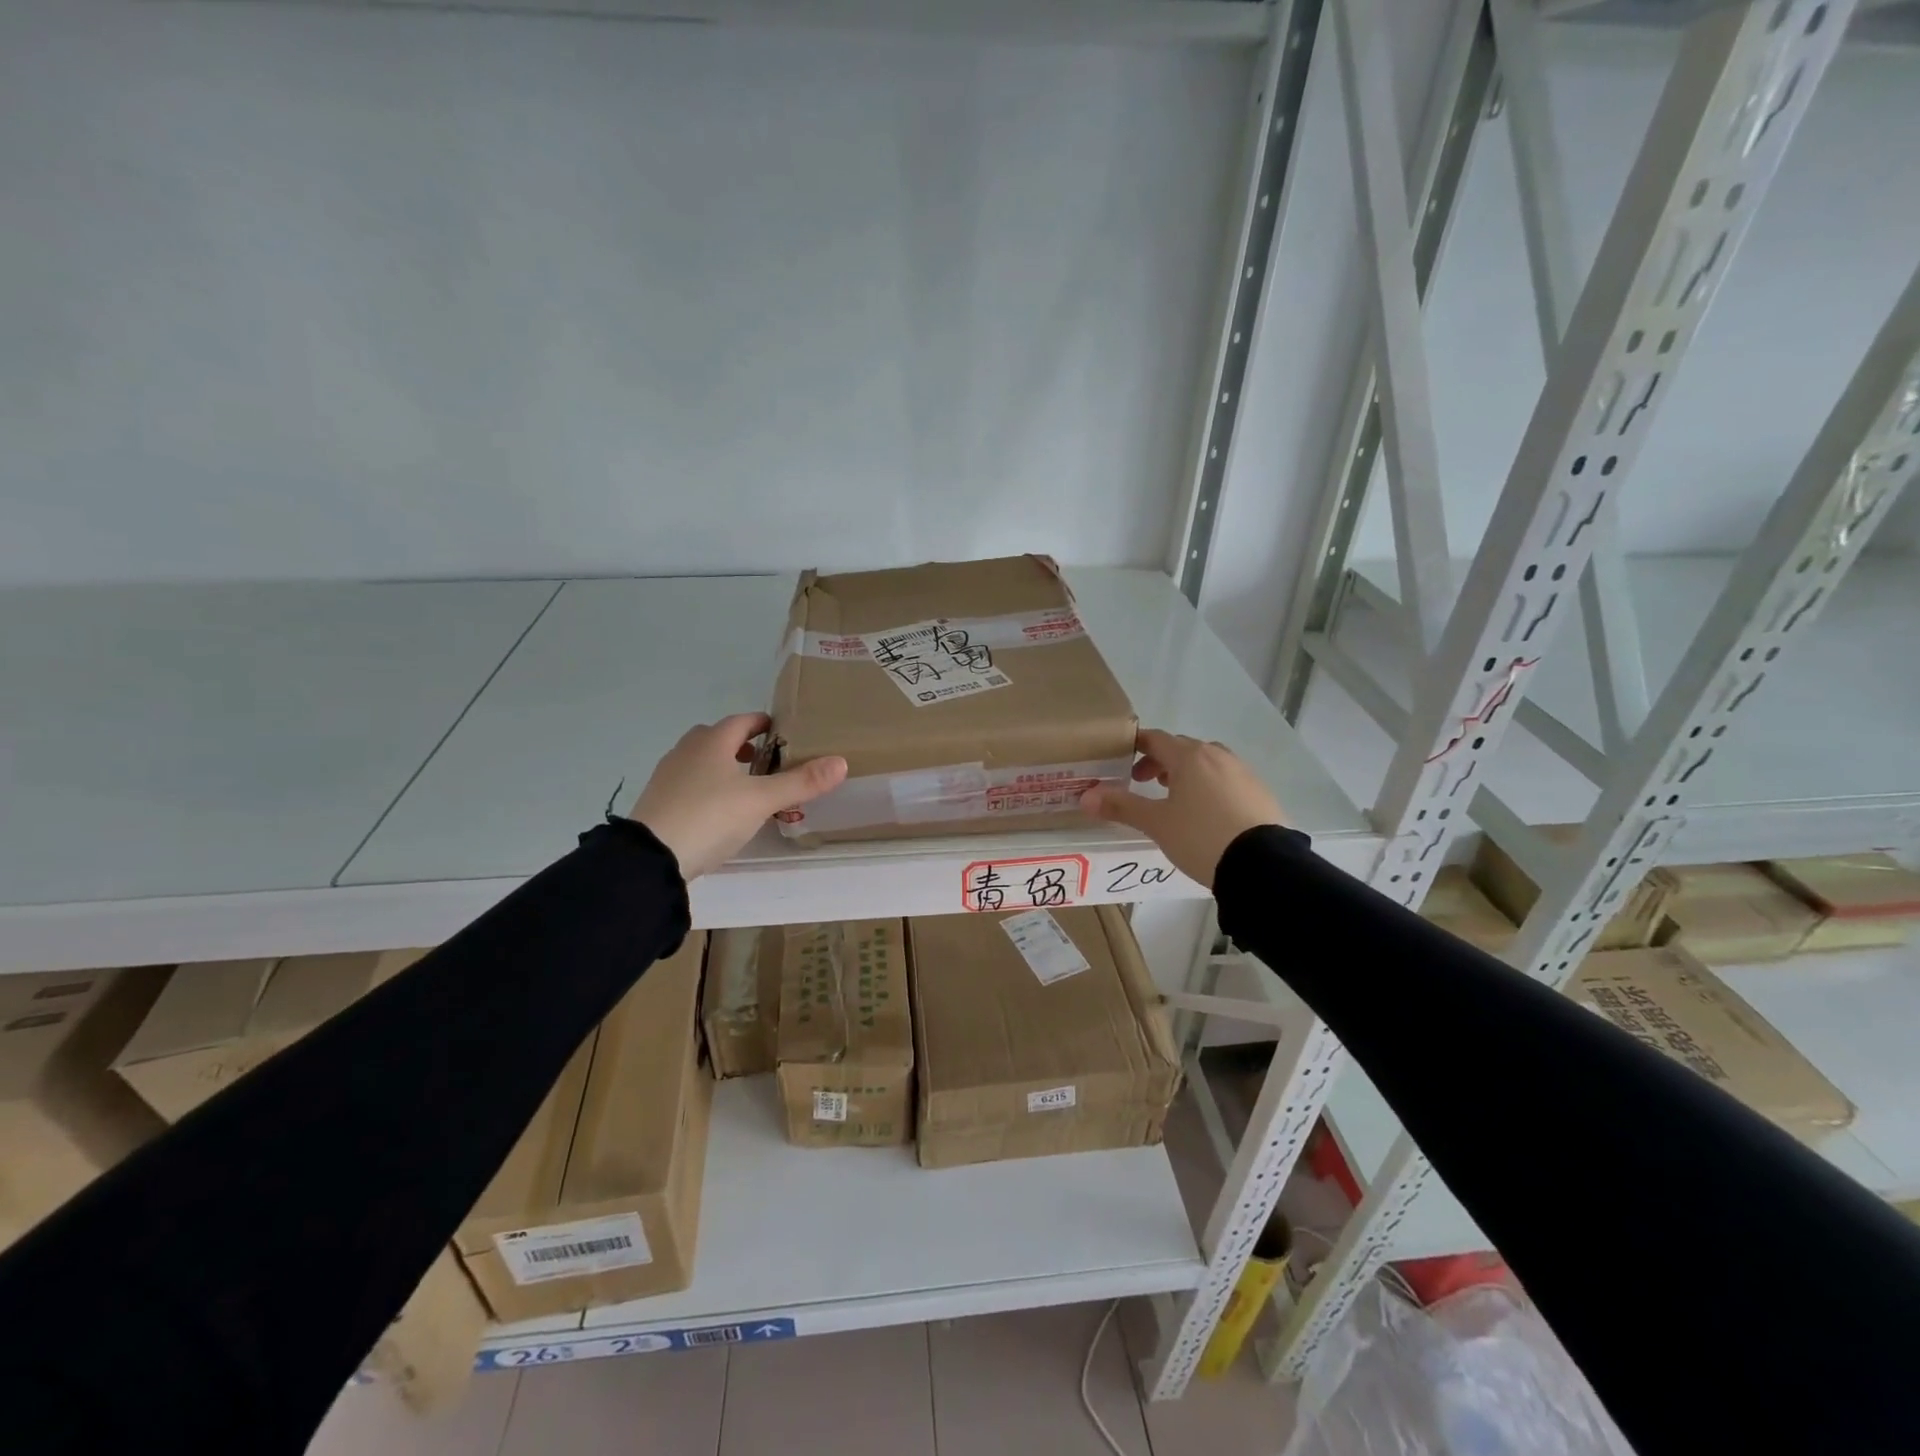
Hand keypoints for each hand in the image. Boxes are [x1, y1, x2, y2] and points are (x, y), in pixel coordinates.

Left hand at [629, 714, 846, 879]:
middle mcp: (687, 751)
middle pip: (718, 738)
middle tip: (766, 760)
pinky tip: (719, 811)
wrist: (651, 857)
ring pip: (701, 761)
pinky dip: (707, 788)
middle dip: (742, 745)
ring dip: (723, 767)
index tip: (782, 732)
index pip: (742, 721)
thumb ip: (801, 782)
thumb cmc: (710, 817)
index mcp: (712, 741)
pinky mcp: (658, 801)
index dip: (763, 724)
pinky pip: (689, 784)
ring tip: (746, 787)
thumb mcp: (762, 800)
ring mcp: (668, 776)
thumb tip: (841, 762)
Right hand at [1079, 729, 1284, 887]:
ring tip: (1174, 799)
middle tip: (1142, 782)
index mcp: (1189, 757)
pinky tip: (1206, 813)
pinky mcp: (1259, 792)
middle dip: (1158, 762)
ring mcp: (1242, 772)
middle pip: (1181, 749)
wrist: (1263, 865)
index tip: (1120, 759)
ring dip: (1185, 774)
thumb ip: (1122, 806)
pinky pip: (1226, 780)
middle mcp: (1217, 755)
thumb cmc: (1201, 837)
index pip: (1155, 739)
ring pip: (1206, 763)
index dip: (1135, 746)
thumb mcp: (1157, 824)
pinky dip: (1209, 787)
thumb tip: (1086, 796)